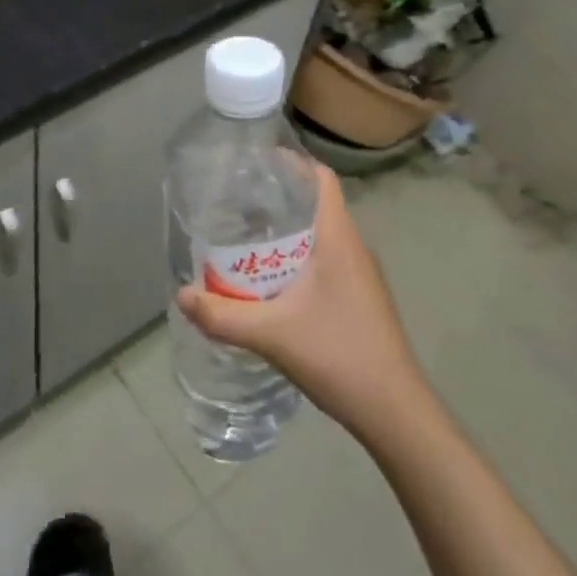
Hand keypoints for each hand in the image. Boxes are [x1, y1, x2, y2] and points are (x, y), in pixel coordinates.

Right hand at [175, 164, 424, 443]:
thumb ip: (222, 315)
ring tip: (246, 237)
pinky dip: (298, 257)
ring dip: (287, 231)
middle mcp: (353, 247)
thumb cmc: (339, 355)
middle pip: (316, 204)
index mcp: (338, 238)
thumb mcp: (272, 334)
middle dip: (278, 197)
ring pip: (320, 235)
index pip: (321, 179)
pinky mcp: (361, 298)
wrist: (396, 413)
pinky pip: (326, 260)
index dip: (292, 162)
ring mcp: (361, 275)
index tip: (255, 162)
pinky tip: (272, 280)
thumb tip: (180, 294)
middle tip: (235, 201)